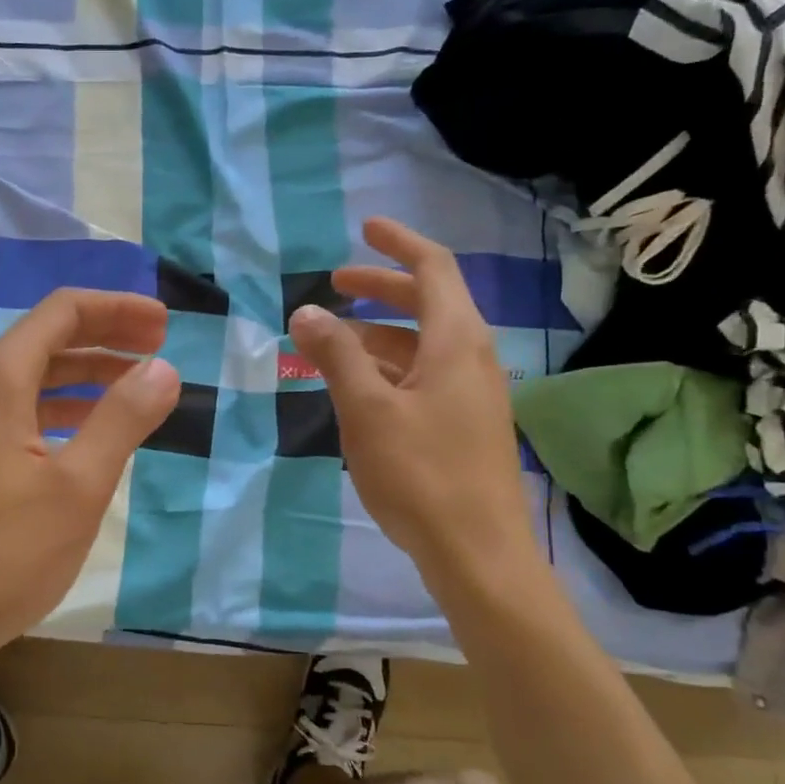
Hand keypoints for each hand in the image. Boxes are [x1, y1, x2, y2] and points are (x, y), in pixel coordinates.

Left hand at [0, 288, 180, 672]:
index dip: (118, 310)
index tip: (165, 324)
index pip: (64, 312)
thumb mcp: (78, 486)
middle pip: (49, 337)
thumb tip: (163, 367)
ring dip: (88, 373)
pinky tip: (91, 429)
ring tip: (138, 385)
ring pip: (35, 375)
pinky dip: (63, 407)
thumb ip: (122, 418)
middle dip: (108, 336)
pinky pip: (21, 408)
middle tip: (161, 347)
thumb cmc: (3, 554)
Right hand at [288, 217, 542, 592]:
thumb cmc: (421, 473)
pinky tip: (357, 388)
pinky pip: (425, 376)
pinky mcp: (465, 425)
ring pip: (424, 344)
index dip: (399, 243)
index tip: (365, 229)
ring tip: (332, 342)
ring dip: (380, 333)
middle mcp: (473, 358)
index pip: (434, 269)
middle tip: (336, 286)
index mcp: (457, 341)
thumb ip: (336, 355)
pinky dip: (390, 367)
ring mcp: (473, 394)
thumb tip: (306, 311)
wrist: (478, 554)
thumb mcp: (367, 409)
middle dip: (382, 288)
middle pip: (429, 303)